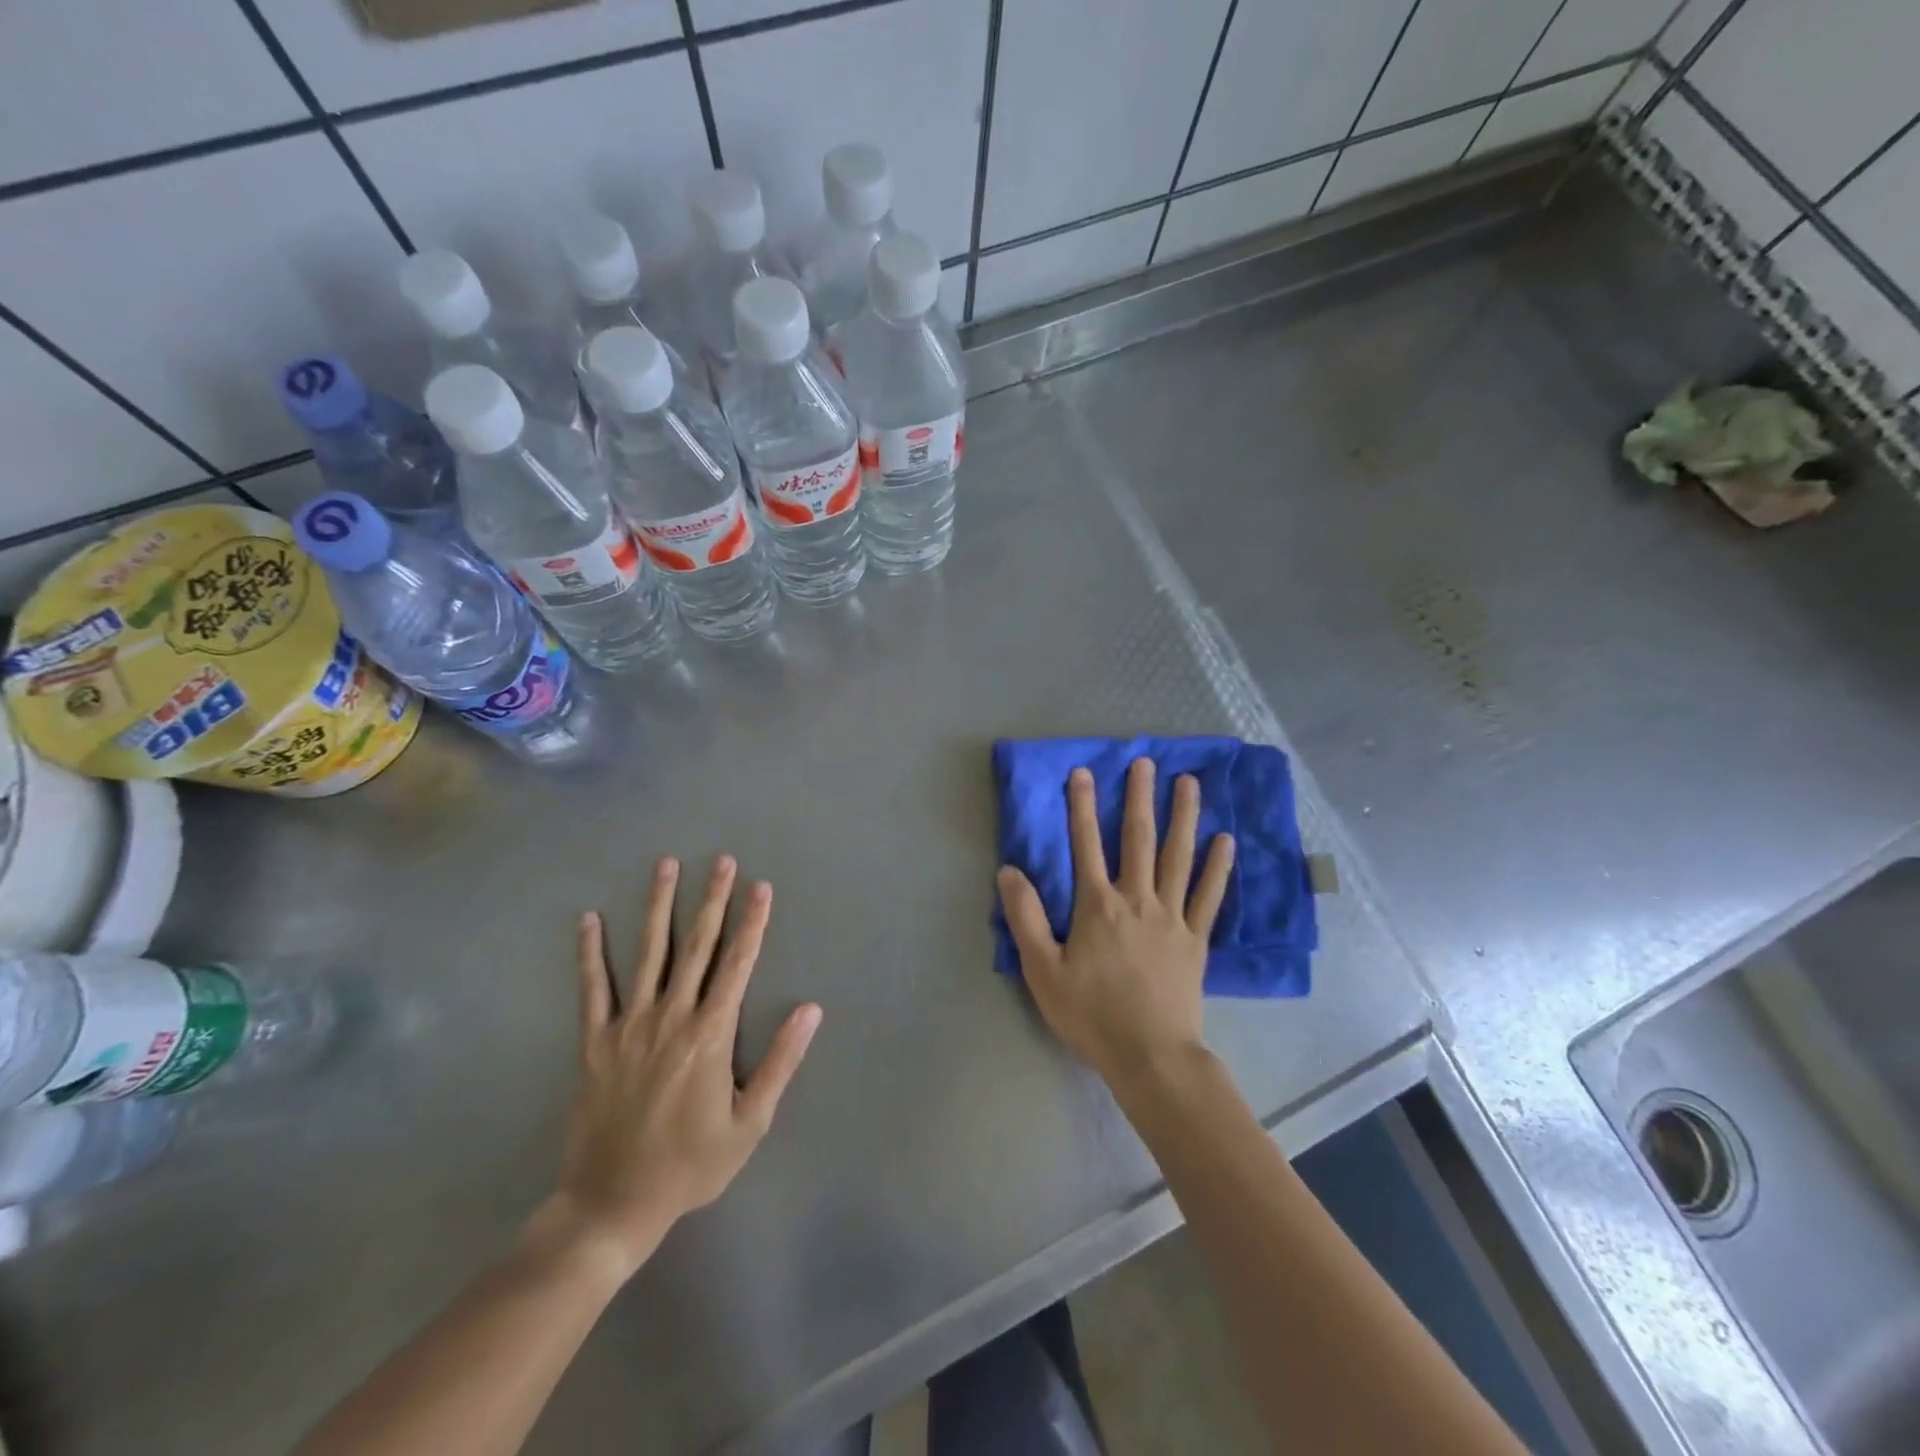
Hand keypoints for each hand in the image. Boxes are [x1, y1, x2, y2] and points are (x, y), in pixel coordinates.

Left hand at [544, 855, 821, 1277]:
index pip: (738, 963)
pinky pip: (592, 989)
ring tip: (666, 866)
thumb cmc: (691, 1164)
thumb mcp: (750, 1122)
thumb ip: (780, 1061)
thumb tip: (810, 1009)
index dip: (752, 922)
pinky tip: (589, 919)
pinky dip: (590, 952)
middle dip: (712, 899)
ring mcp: (629, 1025)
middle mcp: (671, 1017)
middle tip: (721, 860)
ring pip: (648, 953)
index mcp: (711, 1034)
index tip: (761, 887)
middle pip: (697, 946)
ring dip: (658, 906)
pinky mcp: (595, 1041)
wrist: (613, 1204)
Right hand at [997, 759, 1233, 1088]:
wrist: (1150, 1056)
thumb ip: (1025, 918)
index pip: (1085, 845)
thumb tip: (1009, 870)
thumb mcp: (1042, 971)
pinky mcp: (1196, 939)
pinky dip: (1218, 866)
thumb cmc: (1091, 1015)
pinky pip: (1209, 895)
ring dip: (1183, 817)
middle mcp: (1137, 900)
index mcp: (1097, 906)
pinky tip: (1225, 840)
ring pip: (1178, 857)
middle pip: (1138, 839)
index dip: (1081, 806)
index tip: (1083, 772)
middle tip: (1146, 762)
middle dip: (1139, 798)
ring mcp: (1172, 917)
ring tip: (1190, 783)